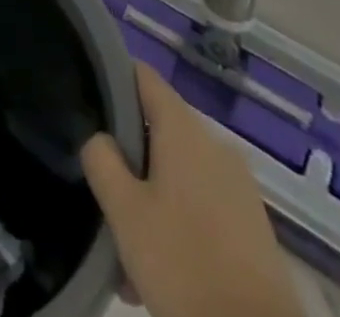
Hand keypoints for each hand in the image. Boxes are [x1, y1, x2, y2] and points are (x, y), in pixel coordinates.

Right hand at [81, 64, 305, 316]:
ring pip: (177, 173)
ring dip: (149, 196)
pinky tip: (158, 263)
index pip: (142, 76)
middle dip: (128, 157)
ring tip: (126, 242)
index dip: (111, 77)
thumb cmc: (184, 263)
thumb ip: (101, 159)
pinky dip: (176, 220)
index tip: (87, 99)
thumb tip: (101, 137)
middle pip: (157, 130)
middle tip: (103, 191)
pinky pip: (200, 204)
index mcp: (184, 130)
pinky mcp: (252, 227)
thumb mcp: (123, 210)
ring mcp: (238, 188)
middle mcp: (215, 146)